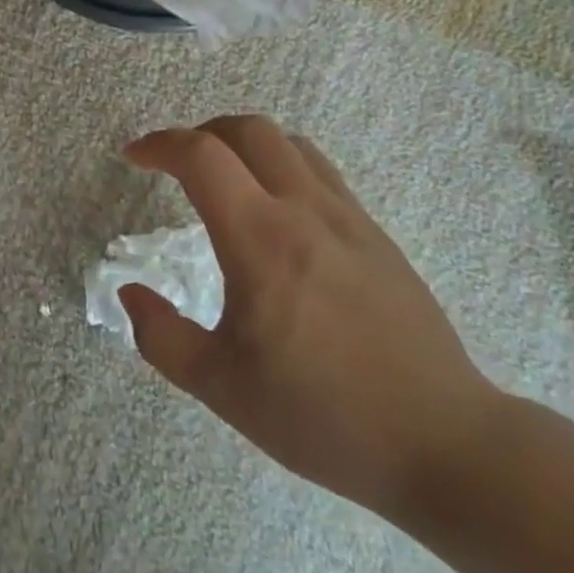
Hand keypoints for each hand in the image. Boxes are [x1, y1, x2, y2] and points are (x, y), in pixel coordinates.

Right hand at [121, 116, 500, 519]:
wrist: (443, 442)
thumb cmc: (321, 415)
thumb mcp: (220, 387)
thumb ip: (161, 336)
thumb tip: (131, 293)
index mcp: (260, 240)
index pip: (201, 156)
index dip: (159, 145)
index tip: (134, 157)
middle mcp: (305, 211)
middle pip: (249, 130)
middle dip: (201, 132)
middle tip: (174, 163)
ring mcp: (349, 219)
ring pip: (291, 144)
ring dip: (244, 144)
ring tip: (223, 178)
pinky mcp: (377, 236)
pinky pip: (321, 174)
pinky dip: (282, 168)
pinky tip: (275, 214)